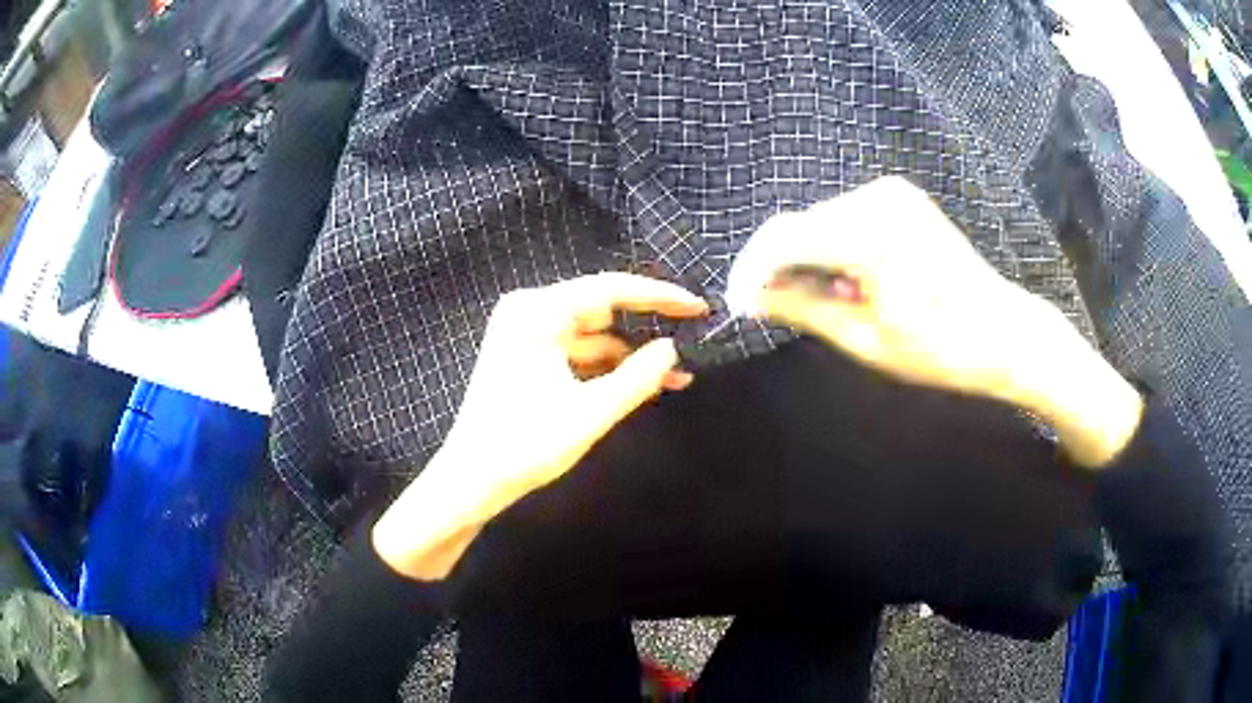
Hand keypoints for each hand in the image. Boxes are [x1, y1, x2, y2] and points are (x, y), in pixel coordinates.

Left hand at [374, 273, 706, 579]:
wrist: (471, 480)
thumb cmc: (525, 445)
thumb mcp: (590, 413)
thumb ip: (638, 378)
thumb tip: (672, 350)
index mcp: (538, 312)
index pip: (610, 290)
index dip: (660, 296)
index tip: (698, 307)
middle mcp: (530, 312)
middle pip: (602, 309)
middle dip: (647, 328)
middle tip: (692, 336)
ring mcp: (526, 334)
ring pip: (593, 336)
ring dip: (631, 356)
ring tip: (676, 376)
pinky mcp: (527, 357)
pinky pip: (577, 353)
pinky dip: (607, 368)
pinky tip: (642, 385)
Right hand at [733, 176, 1142, 467]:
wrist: (1003, 332)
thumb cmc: (940, 349)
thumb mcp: (865, 339)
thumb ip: (802, 308)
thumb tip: (752, 297)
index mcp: (869, 234)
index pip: (782, 239)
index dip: (750, 271)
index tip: (738, 304)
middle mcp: (877, 198)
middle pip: (799, 226)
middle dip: (778, 267)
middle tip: (772, 311)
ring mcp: (892, 193)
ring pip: (821, 222)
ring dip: (808, 260)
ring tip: (825, 304)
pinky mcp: (901, 198)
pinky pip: (846, 218)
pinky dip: (834, 249)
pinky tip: (850, 282)